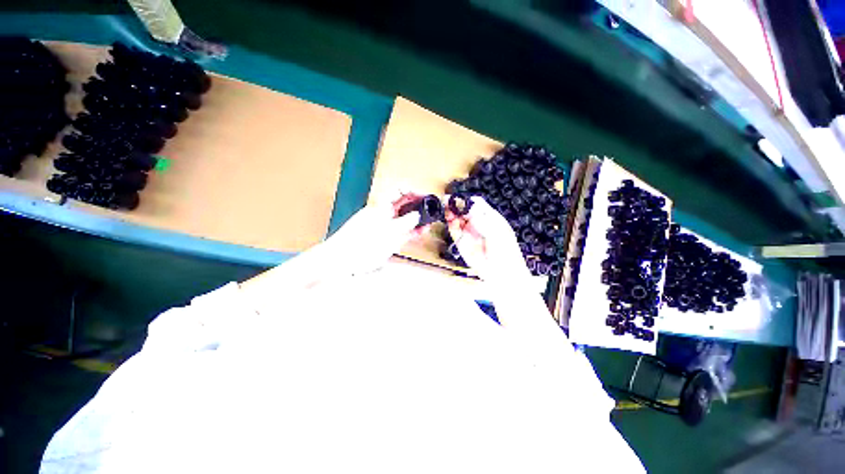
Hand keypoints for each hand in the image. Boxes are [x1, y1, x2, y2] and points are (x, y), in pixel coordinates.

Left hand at [323, 192, 429, 275]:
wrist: (342, 261)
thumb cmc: (360, 244)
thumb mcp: (388, 232)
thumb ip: (405, 223)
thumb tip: (417, 215)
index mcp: (381, 206)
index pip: (399, 191)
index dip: (413, 191)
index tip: (425, 196)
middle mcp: (383, 214)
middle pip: (403, 205)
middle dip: (418, 206)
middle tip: (431, 210)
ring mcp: (385, 227)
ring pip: (403, 219)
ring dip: (416, 220)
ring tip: (428, 223)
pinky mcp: (385, 239)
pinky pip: (401, 232)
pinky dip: (411, 232)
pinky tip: (420, 233)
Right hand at [445, 196, 531, 285]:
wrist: (501, 274)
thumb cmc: (505, 252)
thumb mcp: (497, 233)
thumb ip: (483, 221)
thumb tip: (470, 208)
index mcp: (490, 217)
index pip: (476, 204)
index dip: (467, 200)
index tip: (459, 199)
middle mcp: (477, 223)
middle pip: (464, 209)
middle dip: (456, 205)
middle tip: (447, 202)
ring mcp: (468, 232)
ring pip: (457, 219)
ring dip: (451, 213)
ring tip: (446, 209)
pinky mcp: (461, 242)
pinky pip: (454, 230)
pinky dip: (450, 224)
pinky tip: (449, 220)